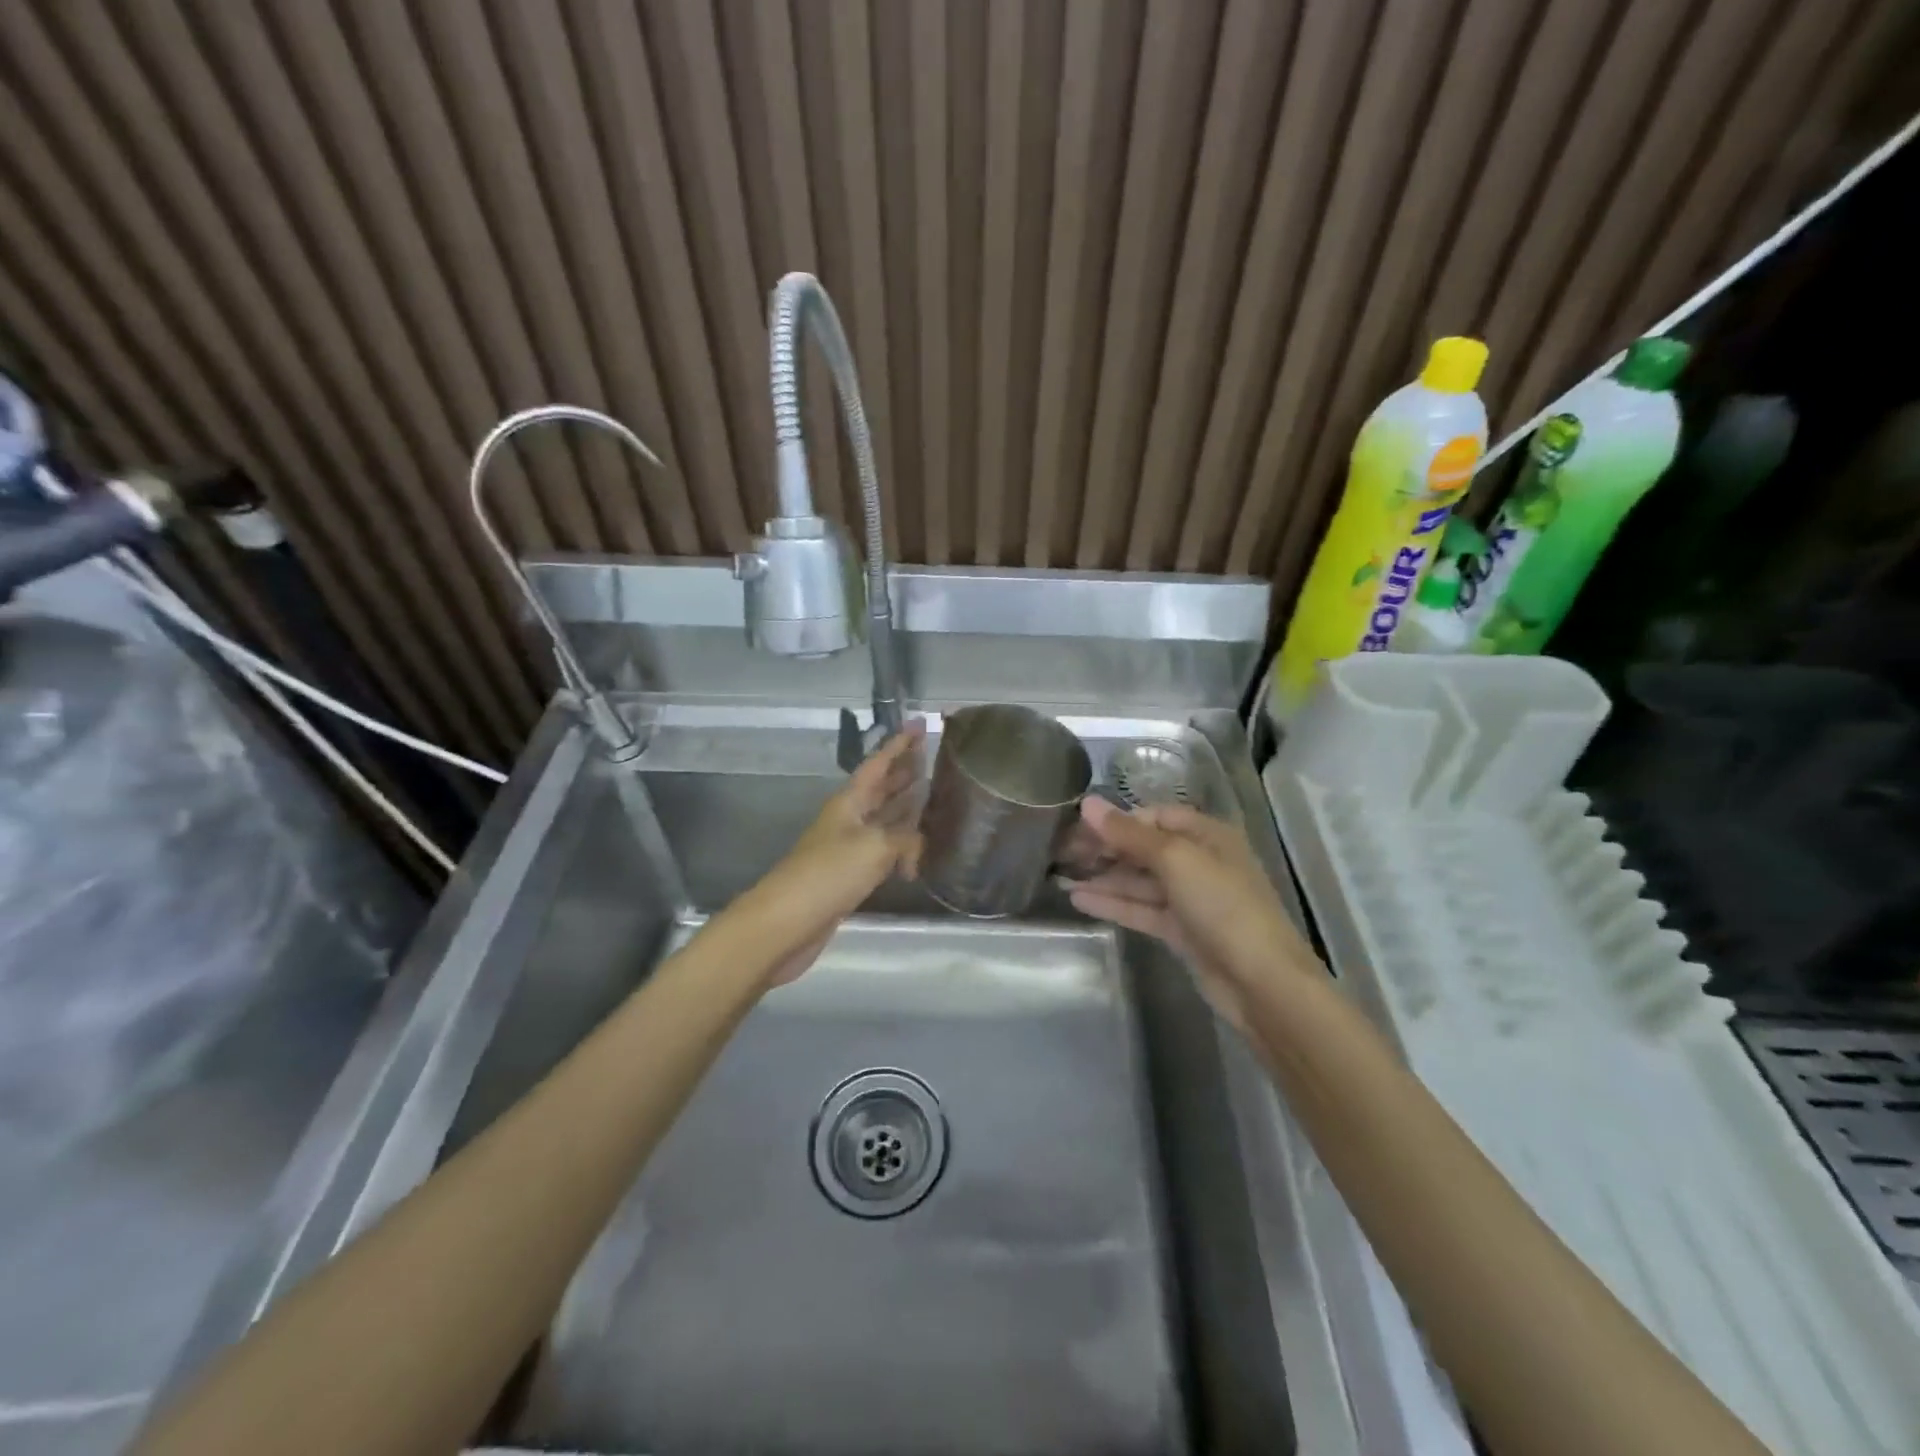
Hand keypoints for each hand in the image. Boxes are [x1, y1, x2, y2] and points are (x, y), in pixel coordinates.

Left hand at [753, 720, 925, 985]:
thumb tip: (917, 851)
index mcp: (850, 801)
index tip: (919, 723)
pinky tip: (918, 849)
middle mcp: (850, 817)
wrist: (787, 922)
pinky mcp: (851, 875)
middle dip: (905, 770)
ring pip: (885, 817)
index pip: (879, 762)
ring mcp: (849, 846)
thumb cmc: (828, 873)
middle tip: (933, 756)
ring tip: (934, 795)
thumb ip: (906, 840)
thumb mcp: (875, 847)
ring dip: (906, 805)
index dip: (899, 743)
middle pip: (882, 787)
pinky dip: (903, 844)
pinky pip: (884, 848)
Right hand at [1065, 798, 1316, 1030]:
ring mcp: (1191, 899)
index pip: (1154, 816)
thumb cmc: (1223, 906)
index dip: (1118, 820)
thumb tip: (1088, 804)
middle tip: (1063, 854)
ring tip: (1061, 877)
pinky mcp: (1182, 930)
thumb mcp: (1175, 860)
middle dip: (1106, 849)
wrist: (1261, 982)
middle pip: (1145, 848)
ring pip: (1140, 881)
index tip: (1078, 828)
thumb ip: (1129, 834)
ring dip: (1104, 878)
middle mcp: (1200, 861)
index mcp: (1207, 835)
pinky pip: (1142, 909)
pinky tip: (1079, 900)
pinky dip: (1113, 903)